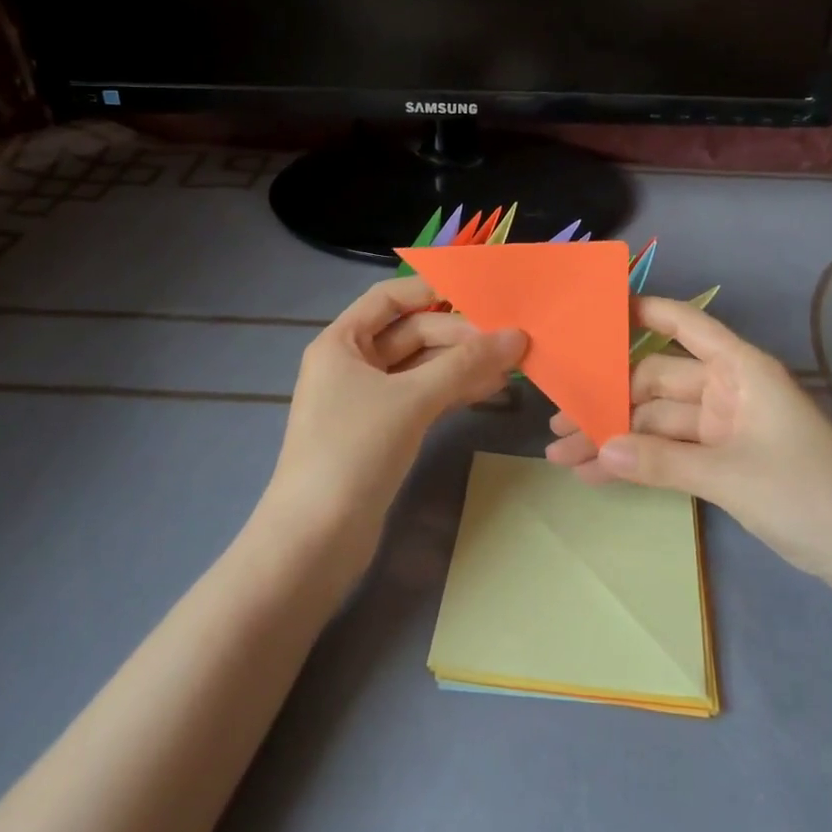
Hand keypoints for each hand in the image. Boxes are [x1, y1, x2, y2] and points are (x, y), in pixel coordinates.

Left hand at [264, 276, 525, 559]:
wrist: (315, 541)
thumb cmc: (354, 451)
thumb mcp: (412, 400)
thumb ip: (465, 364)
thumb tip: (517, 336)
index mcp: (341, 342)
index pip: (389, 298)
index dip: (430, 289)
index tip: (478, 293)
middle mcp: (351, 364)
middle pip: (411, 333)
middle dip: (458, 335)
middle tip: (509, 341)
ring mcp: (366, 400)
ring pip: (420, 368)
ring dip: (461, 365)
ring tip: (510, 366)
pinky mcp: (382, 432)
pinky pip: (421, 397)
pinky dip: (452, 391)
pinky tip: (488, 391)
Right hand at [546, 296, 831, 600]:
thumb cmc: (812, 494)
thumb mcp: (731, 476)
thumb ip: (660, 462)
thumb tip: (597, 449)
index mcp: (740, 370)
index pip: (685, 323)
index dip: (643, 311)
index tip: (594, 313)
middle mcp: (727, 390)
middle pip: (657, 382)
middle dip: (609, 401)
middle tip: (558, 418)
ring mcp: (724, 428)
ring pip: (657, 423)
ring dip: (616, 438)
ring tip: (563, 454)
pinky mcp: (723, 462)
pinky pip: (670, 454)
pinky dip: (639, 463)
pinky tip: (598, 474)